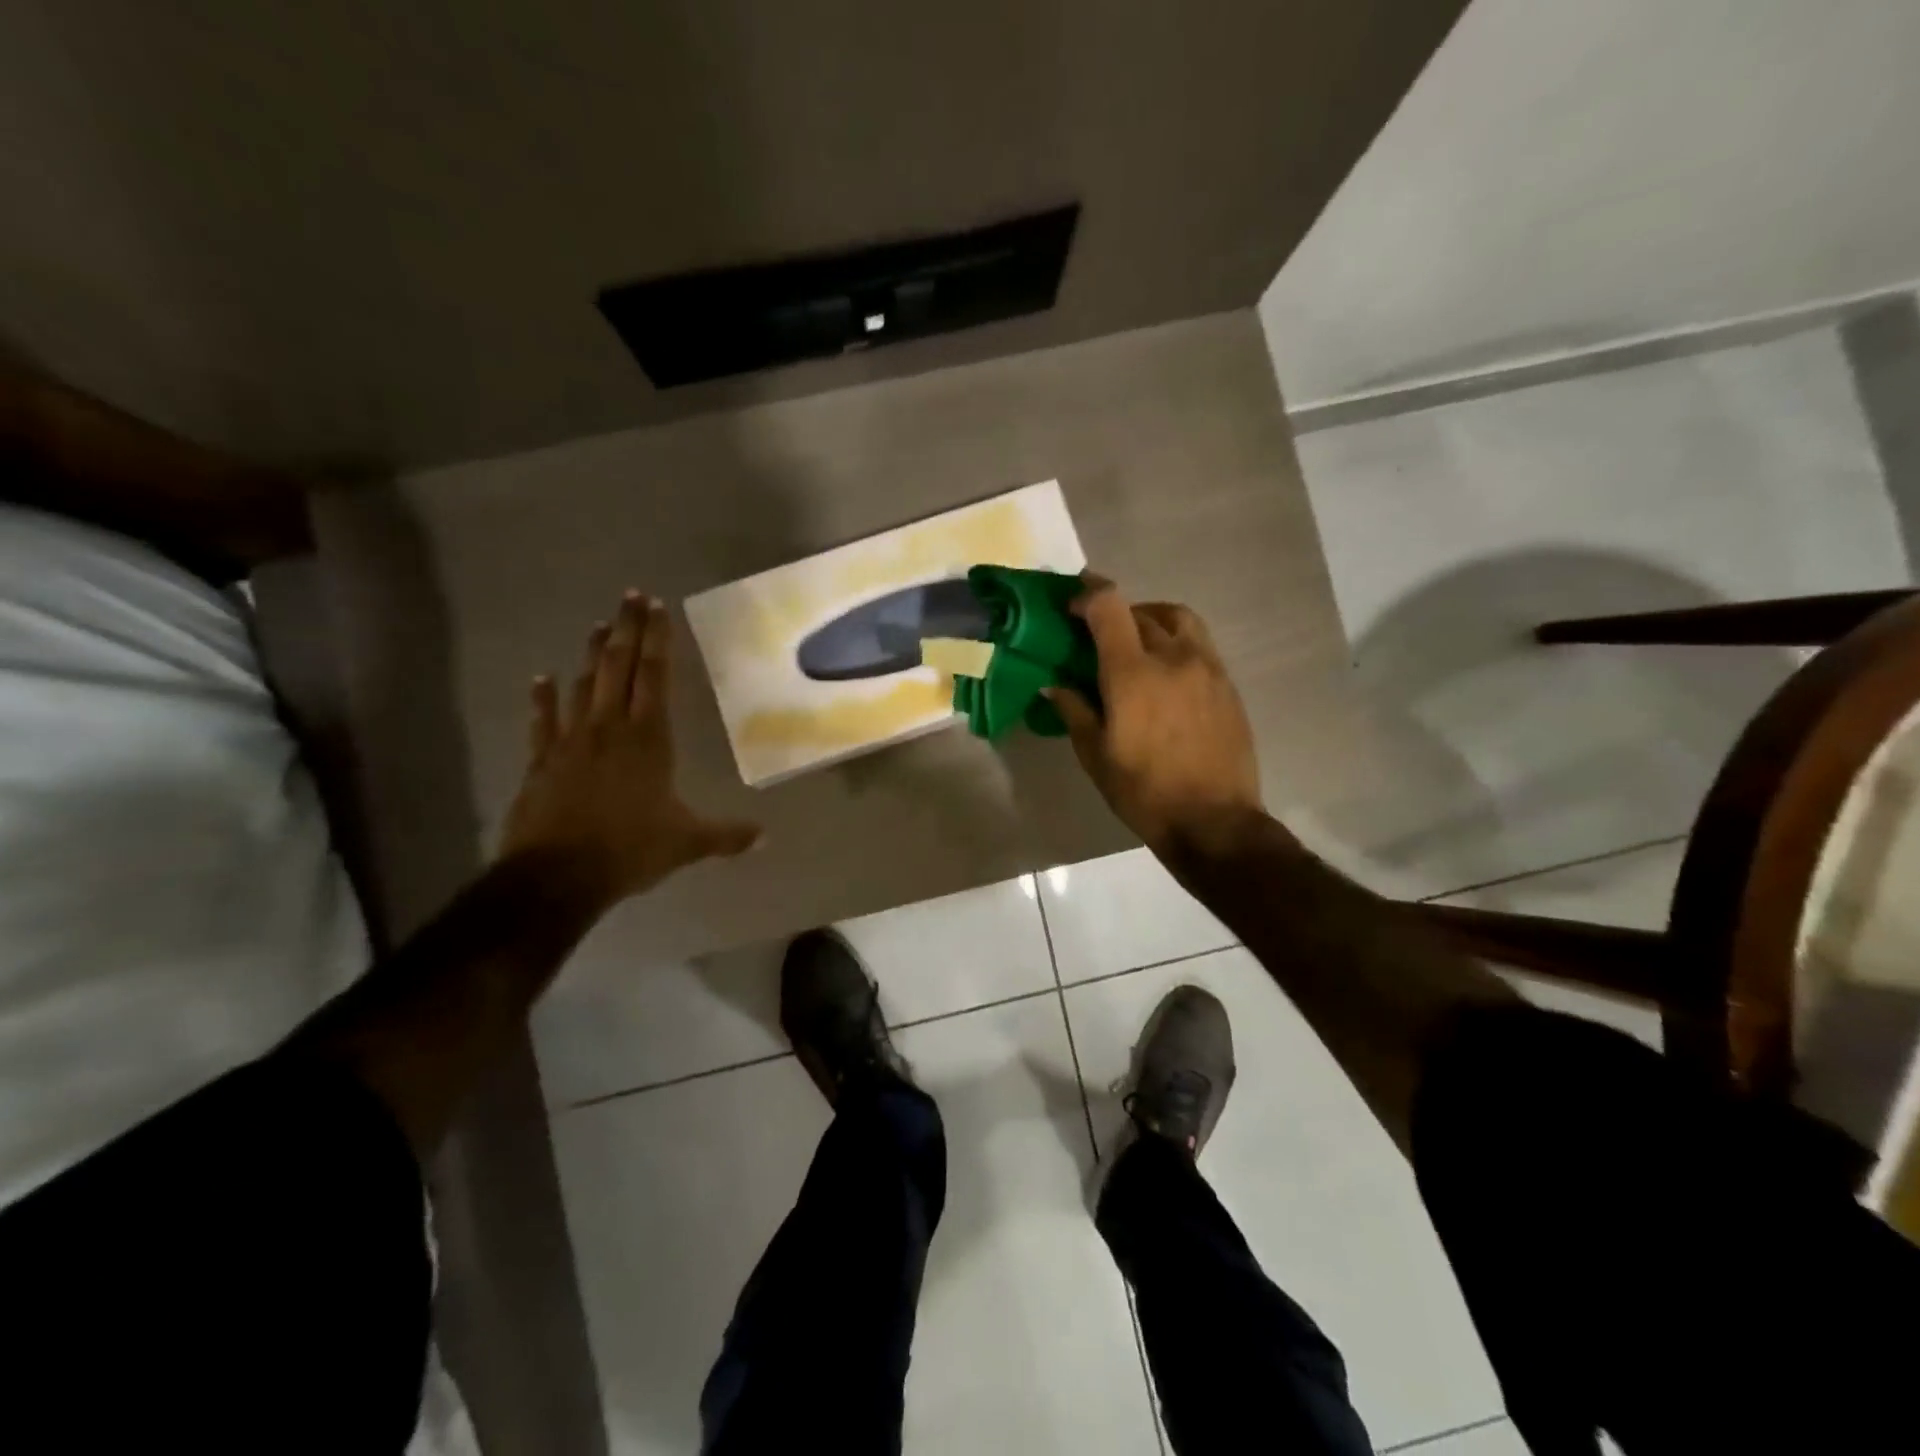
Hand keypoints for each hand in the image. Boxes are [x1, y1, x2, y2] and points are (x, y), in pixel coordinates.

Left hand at [500, 591, 760, 905]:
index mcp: (649, 739)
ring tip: (598, 625)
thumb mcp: (687, 843)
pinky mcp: (542, 761)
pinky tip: (540, 677)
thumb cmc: (629, 850)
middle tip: (630, 596)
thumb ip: (727, 836)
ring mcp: (571, 741)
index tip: (657, 607)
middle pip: (619, 667)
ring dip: (591, 654)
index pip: (655, 677)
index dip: (657, 640)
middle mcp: (610, 728)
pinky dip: (542, 698)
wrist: (556, 876)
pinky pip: (542, 721)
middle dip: (627, 630)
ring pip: (583, 685)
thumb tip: (765, 837)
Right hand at [1050, 576, 1264, 856]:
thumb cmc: (1144, 792)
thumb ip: (1074, 710)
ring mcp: (1206, 667)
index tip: (1071, 605)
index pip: (1110, 605)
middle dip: (1113, 613)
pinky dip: (1175, 639)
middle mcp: (1173, 657)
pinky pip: (1198, 642)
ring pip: (1177, 618)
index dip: (1087, 594)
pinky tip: (1164, 669)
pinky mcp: (1226, 683)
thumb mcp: (1096, 755)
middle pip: (1140, 611)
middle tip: (1096, 634)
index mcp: (1133, 673)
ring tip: (1135, 640)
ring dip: (1150, 617)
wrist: (1214, 821)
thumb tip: (1054, 683)